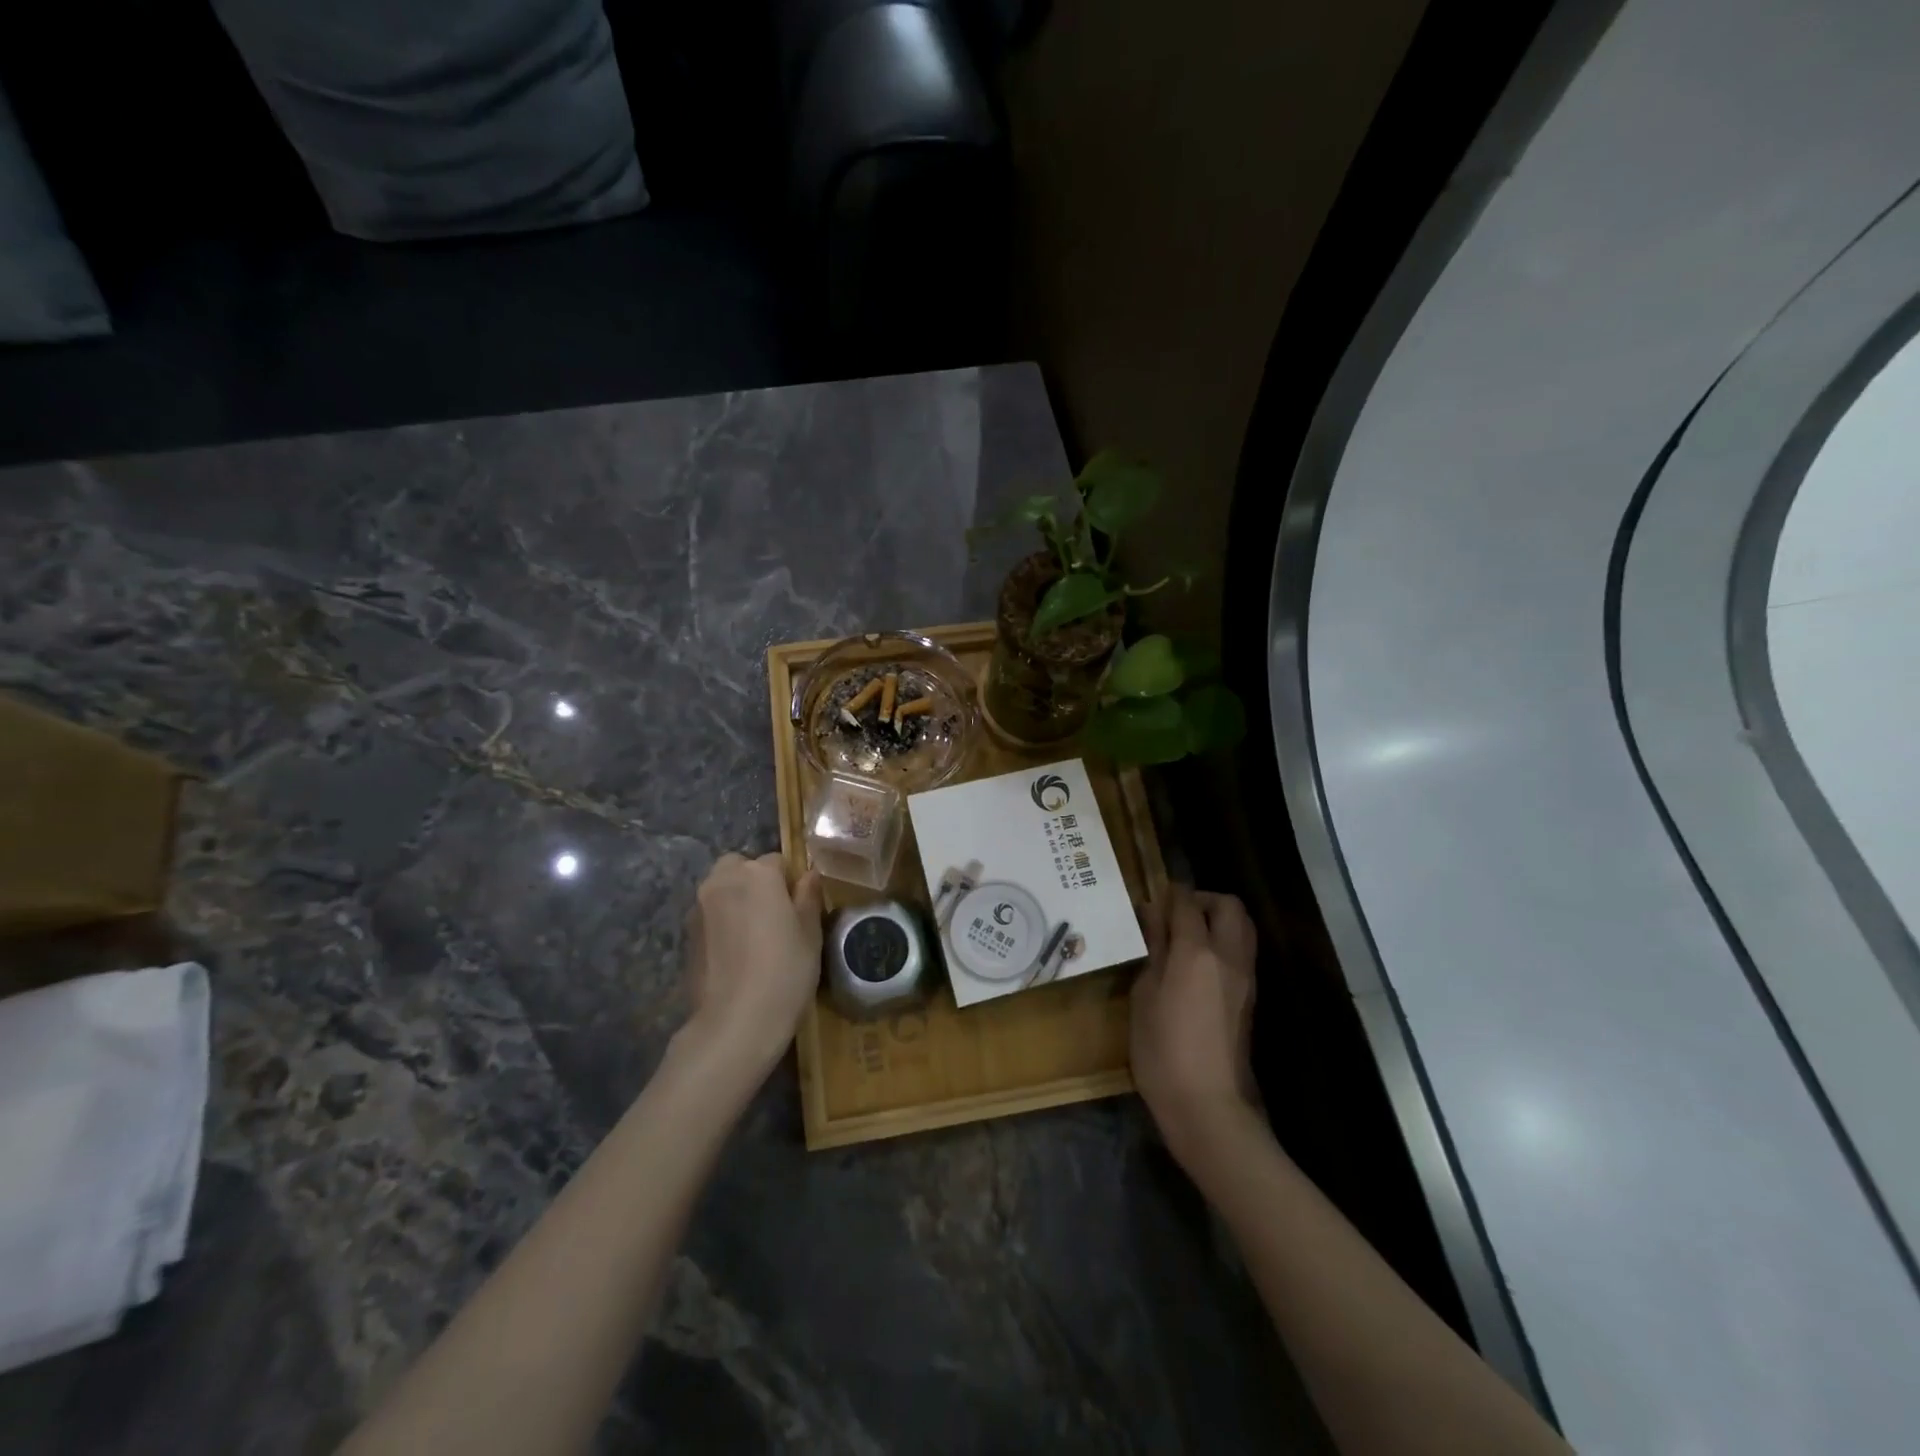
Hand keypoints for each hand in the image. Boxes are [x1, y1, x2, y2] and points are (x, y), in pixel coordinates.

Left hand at [680, 852, 823, 1077]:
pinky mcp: (686, 934)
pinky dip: (721, 923)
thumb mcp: (810, 933)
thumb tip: (809, 875)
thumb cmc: (784, 972)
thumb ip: (808, 897)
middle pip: (740, 867)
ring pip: (721, 889)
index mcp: (758, 874)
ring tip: (754, 936)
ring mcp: (699, 907)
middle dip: (754, 882)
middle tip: (774, 916)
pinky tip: (735, 954)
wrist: (734, 1023)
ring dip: (735, 900)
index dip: (790, 883)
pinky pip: (709, 915)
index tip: (798, 909)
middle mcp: (723, 881)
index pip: (778, 862)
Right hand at [1131, 885, 1261, 1165]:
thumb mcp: (1144, 996)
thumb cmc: (1162, 1051)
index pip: (1188, 903)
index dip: (1170, 893)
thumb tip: (1154, 921)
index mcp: (1196, 952)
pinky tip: (1196, 964)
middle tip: (1175, 914)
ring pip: (1243, 927)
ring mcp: (1245, 977)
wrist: (1208, 1106)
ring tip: (1186, 937)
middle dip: (1204, 899)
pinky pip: (1242, 952)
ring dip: (1219, 919)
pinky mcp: (1250, 998)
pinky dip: (1224, 943)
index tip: (1153, 896)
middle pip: (1229, 906)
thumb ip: (1154, 952)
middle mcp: (1228, 956)